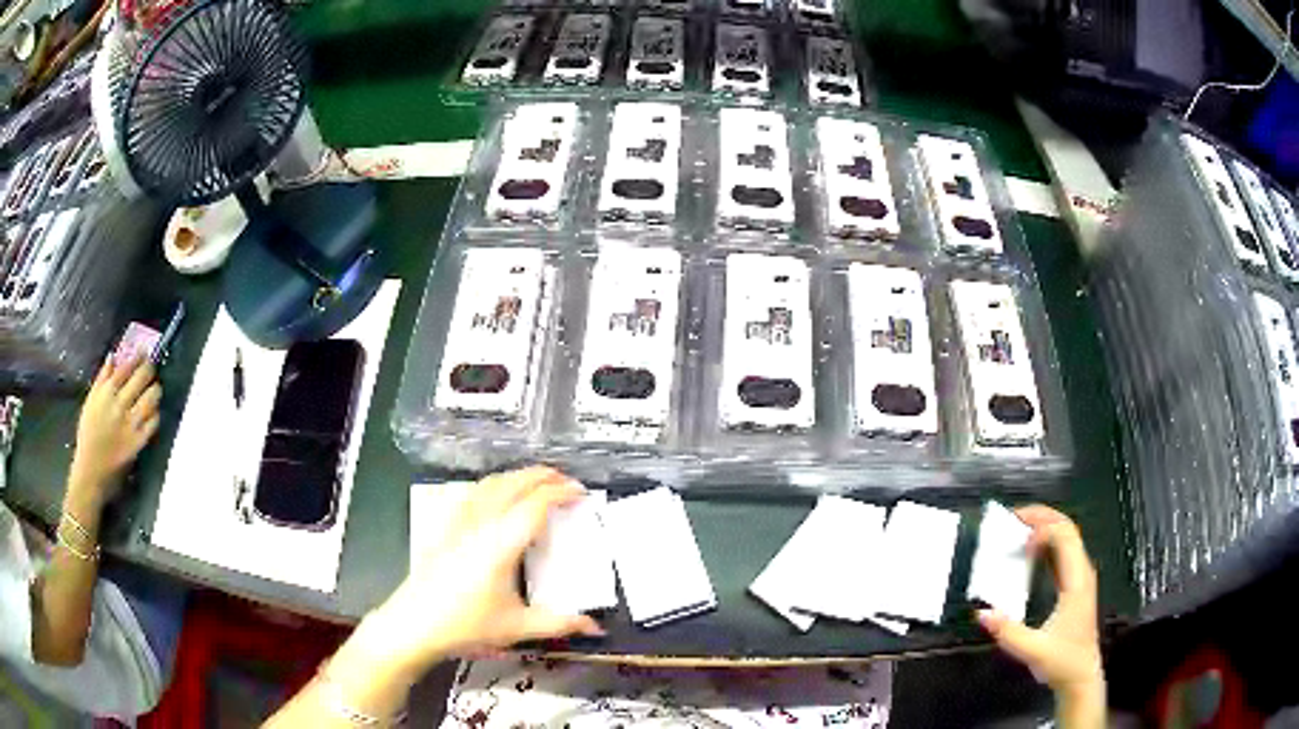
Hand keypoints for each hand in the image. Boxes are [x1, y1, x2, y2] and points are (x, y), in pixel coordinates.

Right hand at [70, 356, 161, 510]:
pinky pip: (153, 422)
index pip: (126, 367)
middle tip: (152, 366)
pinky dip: (156, 413)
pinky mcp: (137, 442)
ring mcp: (129, 424)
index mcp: (106, 393)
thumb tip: (113, 356)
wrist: (91, 469)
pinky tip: (154, 410)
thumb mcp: (91, 401)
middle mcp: (119, 405)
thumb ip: (102, 378)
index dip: (137, 356)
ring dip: (155, 389)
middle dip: (149, 368)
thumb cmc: (88, 434)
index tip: (143, 351)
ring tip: (155, 386)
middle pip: (141, 378)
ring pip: (150, 398)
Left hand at [358, 467, 602, 673]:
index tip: (581, 494)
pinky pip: (471, 493)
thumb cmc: (465, 626)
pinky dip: (492, 485)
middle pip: (513, 484)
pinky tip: (496, 496)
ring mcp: (458, 523)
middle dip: (542, 476)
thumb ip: (560, 624)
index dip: (561, 492)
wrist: (413, 624)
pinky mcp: (444, 528)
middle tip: (566, 481)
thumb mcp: (518, 627)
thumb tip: (595, 626)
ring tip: (537, 483)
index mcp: (500, 544)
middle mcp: (479, 524)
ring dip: (517, 477)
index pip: (535, 504)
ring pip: (490, 484)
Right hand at [978, 506, 1103, 701]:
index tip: (1017, 535)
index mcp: (1076, 580)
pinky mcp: (1074, 586)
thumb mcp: (1034, 650)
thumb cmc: (1062, 661)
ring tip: (1018, 530)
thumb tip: (981, 612)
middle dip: (1042, 517)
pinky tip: (1029, 554)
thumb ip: (1008, 632)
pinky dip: (1046, 544)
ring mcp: (1080, 578)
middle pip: (1067, 529)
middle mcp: (1081, 572)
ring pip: (1066, 538)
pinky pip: (1063, 553)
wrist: (1081, 676)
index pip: (1064, 536)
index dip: (1041, 528)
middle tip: (1013, 517)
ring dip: (1044, 528)